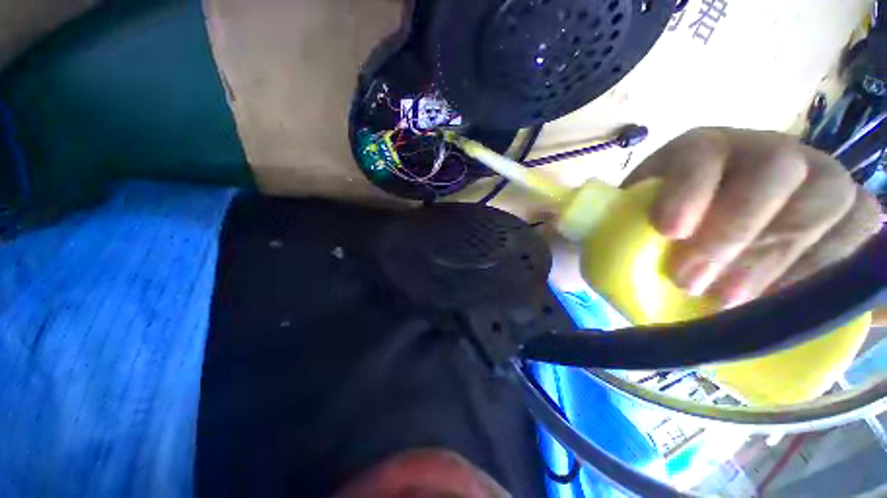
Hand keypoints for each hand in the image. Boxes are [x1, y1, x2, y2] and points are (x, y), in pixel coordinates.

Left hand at [625, 128, 882, 307]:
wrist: (723, 238)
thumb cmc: (665, 232)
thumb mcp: (632, 225)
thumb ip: (619, 228)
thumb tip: (595, 241)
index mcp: (703, 150)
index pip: (701, 153)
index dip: (688, 189)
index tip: (669, 232)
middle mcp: (768, 152)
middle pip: (773, 172)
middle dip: (734, 233)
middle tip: (693, 283)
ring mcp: (819, 176)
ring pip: (824, 203)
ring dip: (779, 259)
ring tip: (734, 302)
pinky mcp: (855, 211)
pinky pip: (861, 233)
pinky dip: (828, 270)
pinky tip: (789, 300)